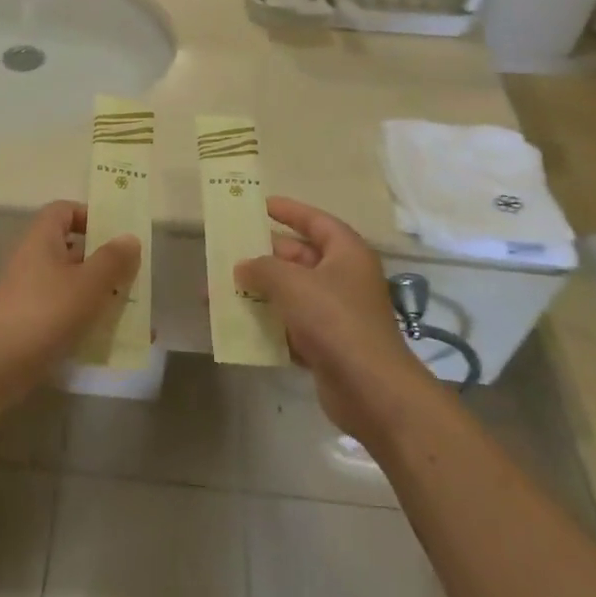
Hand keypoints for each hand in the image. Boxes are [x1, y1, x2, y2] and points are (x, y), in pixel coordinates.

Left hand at [0, 202, 141, 402]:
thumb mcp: (88, 283)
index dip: (90, 216)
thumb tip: (130, 238)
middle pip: (72, 249)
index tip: (116, 236)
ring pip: (72, 284)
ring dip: (100, 295)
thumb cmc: (45, 312)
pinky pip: (65, 313)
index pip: (64, 210)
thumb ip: (113, 259)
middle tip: (133, 278)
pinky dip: (87, 321)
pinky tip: (112, 341)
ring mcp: (30, 293)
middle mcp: (34, 260)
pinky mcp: (30, 323)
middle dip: (104, 263)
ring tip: (131, 312)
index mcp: (43, 239)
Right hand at [236, 198, 434, 444]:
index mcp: (346, 253)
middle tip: (230, 253)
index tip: (260, 205)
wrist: (371, 390)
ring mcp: (337, 314)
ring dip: (261, 293)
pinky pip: (292, 326)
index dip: (289, 211)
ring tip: (223, 291)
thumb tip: (242, 266)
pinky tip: (239, 326)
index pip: (316, 221)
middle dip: (264, 257)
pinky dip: (269, 325)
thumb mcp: (292, 284)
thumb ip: (262, 268)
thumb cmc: (335, 320)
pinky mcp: (328, 345)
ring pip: (292, 294)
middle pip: (300, 258)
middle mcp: (344, 278)